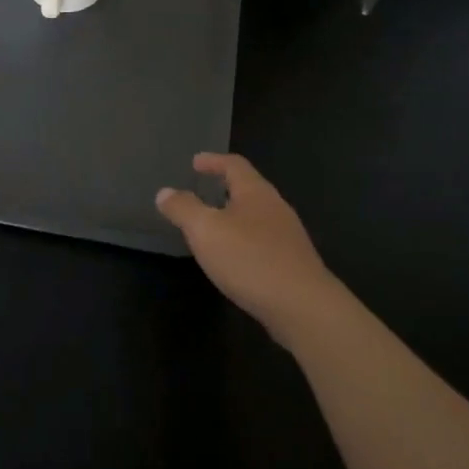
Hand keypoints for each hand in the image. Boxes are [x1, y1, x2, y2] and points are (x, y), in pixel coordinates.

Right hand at [156, 154, 341, 344]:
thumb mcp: (205, 230)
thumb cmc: (250, 259)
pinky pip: (264, 241)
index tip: (195, 162)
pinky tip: (235, 258)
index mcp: (256, 192)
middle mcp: (276, 207)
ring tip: (215, 226)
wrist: (303, 307)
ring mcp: (288, 236)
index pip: (234, 165)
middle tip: (203, 192)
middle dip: (225, 188)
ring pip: (257, 216)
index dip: (213, 161)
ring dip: (236, 216)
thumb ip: (183, 209)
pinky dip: (245, 240)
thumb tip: (165, 192)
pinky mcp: (293, 262)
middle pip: (249, 188)